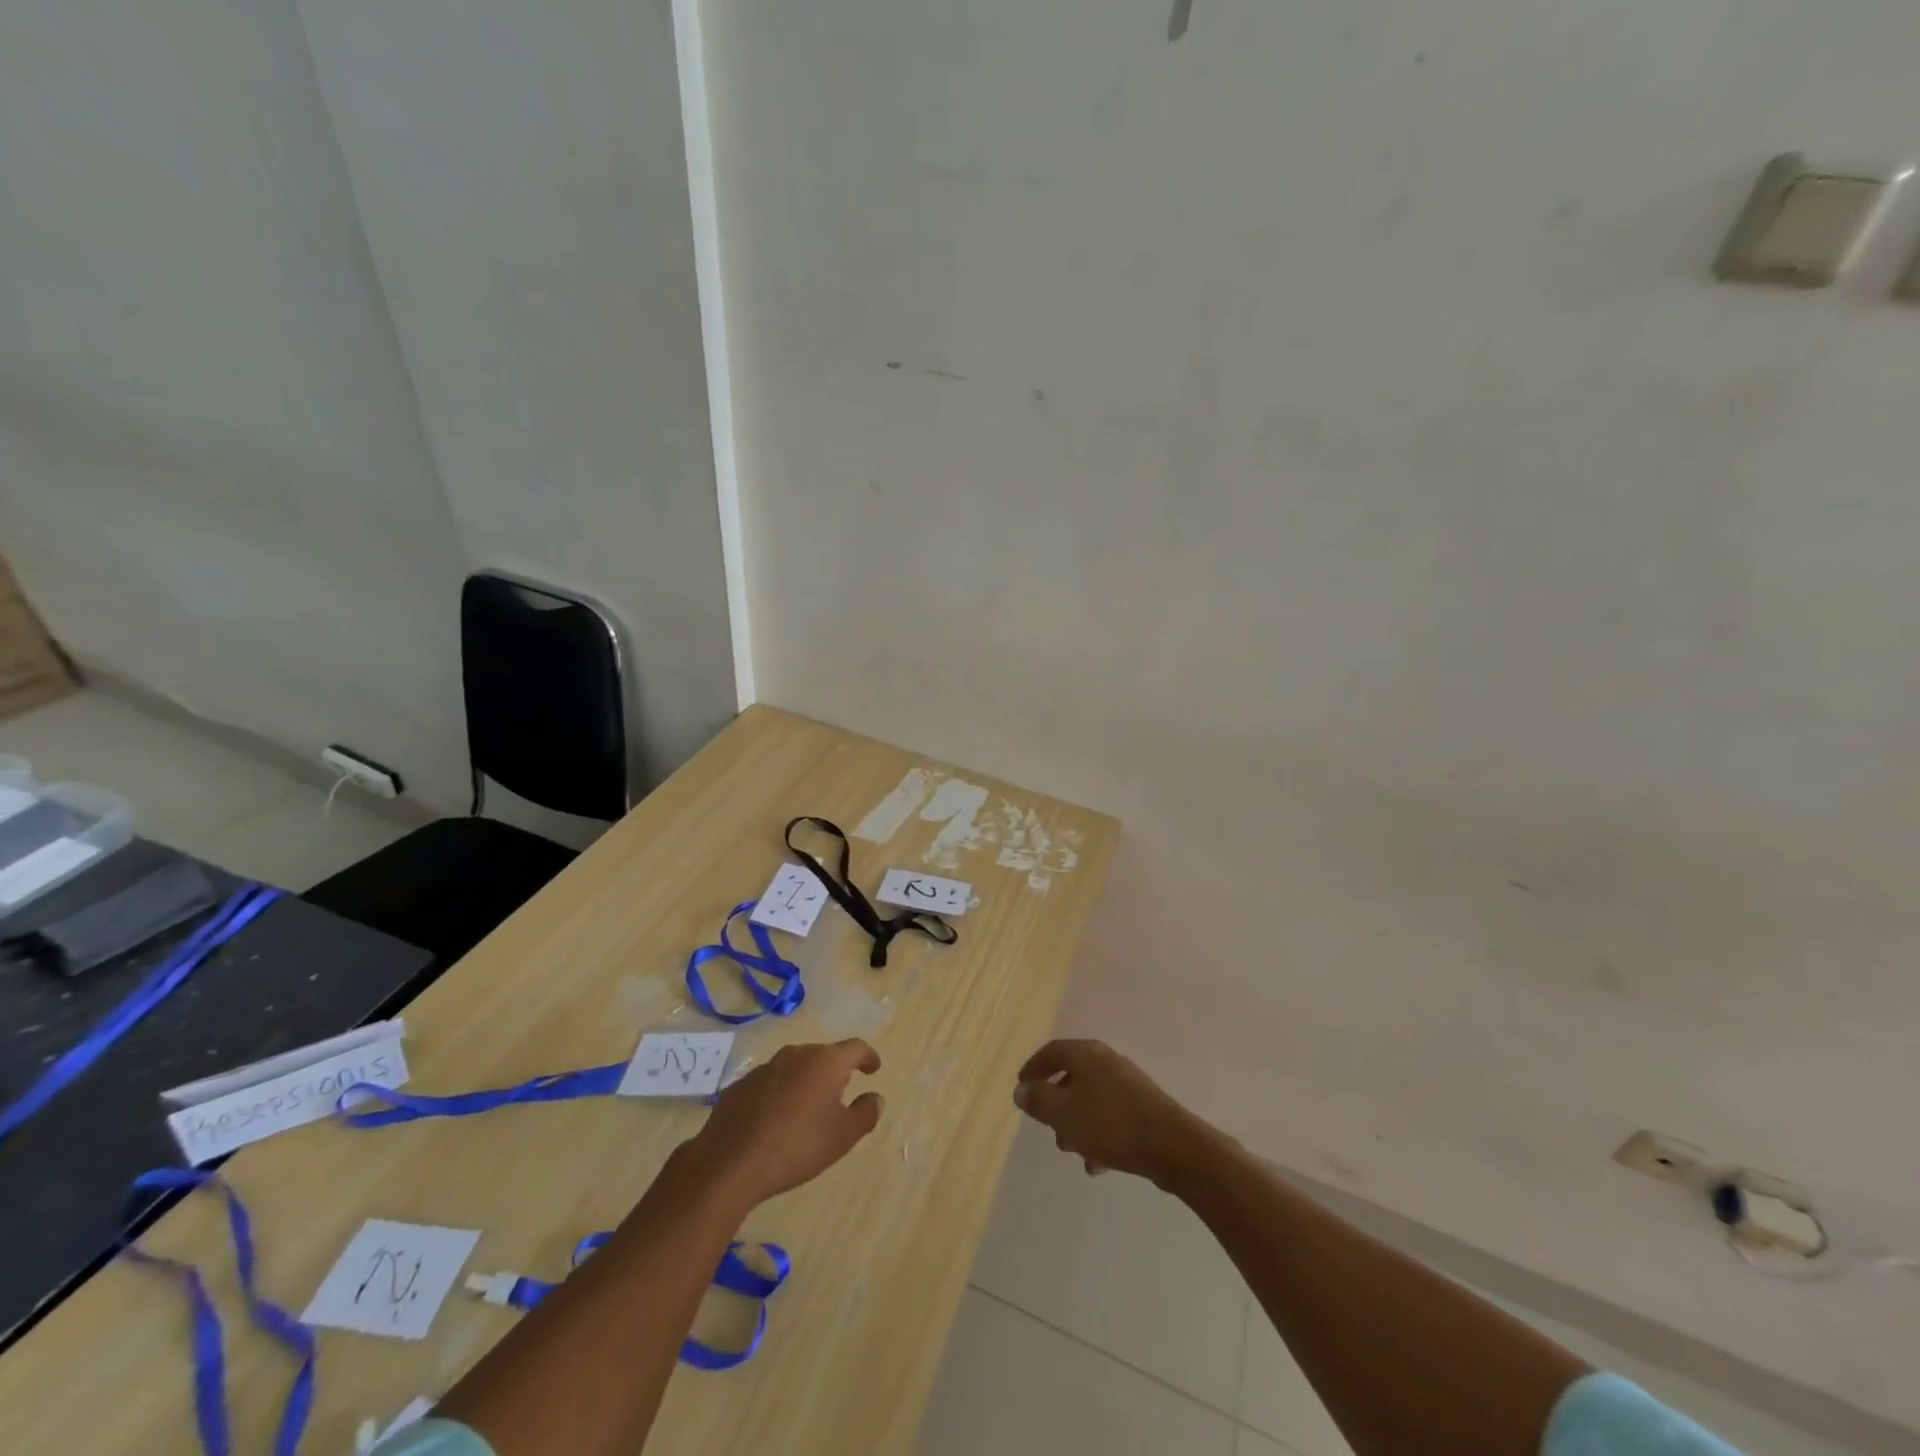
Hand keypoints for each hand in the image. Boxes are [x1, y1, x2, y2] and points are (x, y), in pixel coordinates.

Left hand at [688, 1039, 884, 1205]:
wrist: (730, 1162)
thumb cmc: (797, 1146)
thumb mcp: (842, 1137)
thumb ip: (865, 1114)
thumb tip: (876, 1098)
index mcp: (825, 1062)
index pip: (855, 1048)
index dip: (868, 1057)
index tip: (874, 1068)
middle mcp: (796, 1054)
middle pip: (824, 1055)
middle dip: (835, 1071)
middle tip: (841, 1093)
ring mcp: (766, 1067)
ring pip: (795, 1067)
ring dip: (806, 1081)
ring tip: (808, 1107)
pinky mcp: (741, 1084)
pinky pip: (771, 1082)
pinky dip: (780, 1093)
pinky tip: (777, 1118)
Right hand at [1014, 1039, 1203, 1187]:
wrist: (1172, 1146)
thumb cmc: (1109, 1123)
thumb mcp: (1063, 1114)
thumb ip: (1038, 1101)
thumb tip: (1021, 1090)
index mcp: (1086, 1054)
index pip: (1052, 1052)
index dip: (1033, 1068)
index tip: (1021, 1087)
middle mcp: (1107, 1061)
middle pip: (1072, 1076)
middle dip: (1056, 1104)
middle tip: (1048, 1127)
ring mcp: (1128, 1084)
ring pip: (1091, 1100)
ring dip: (1077, 1124)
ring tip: (1073, 1151)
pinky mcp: (1143, 1108)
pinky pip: (1111, 1117)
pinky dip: (1099, 1136)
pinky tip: (1097, 1165)